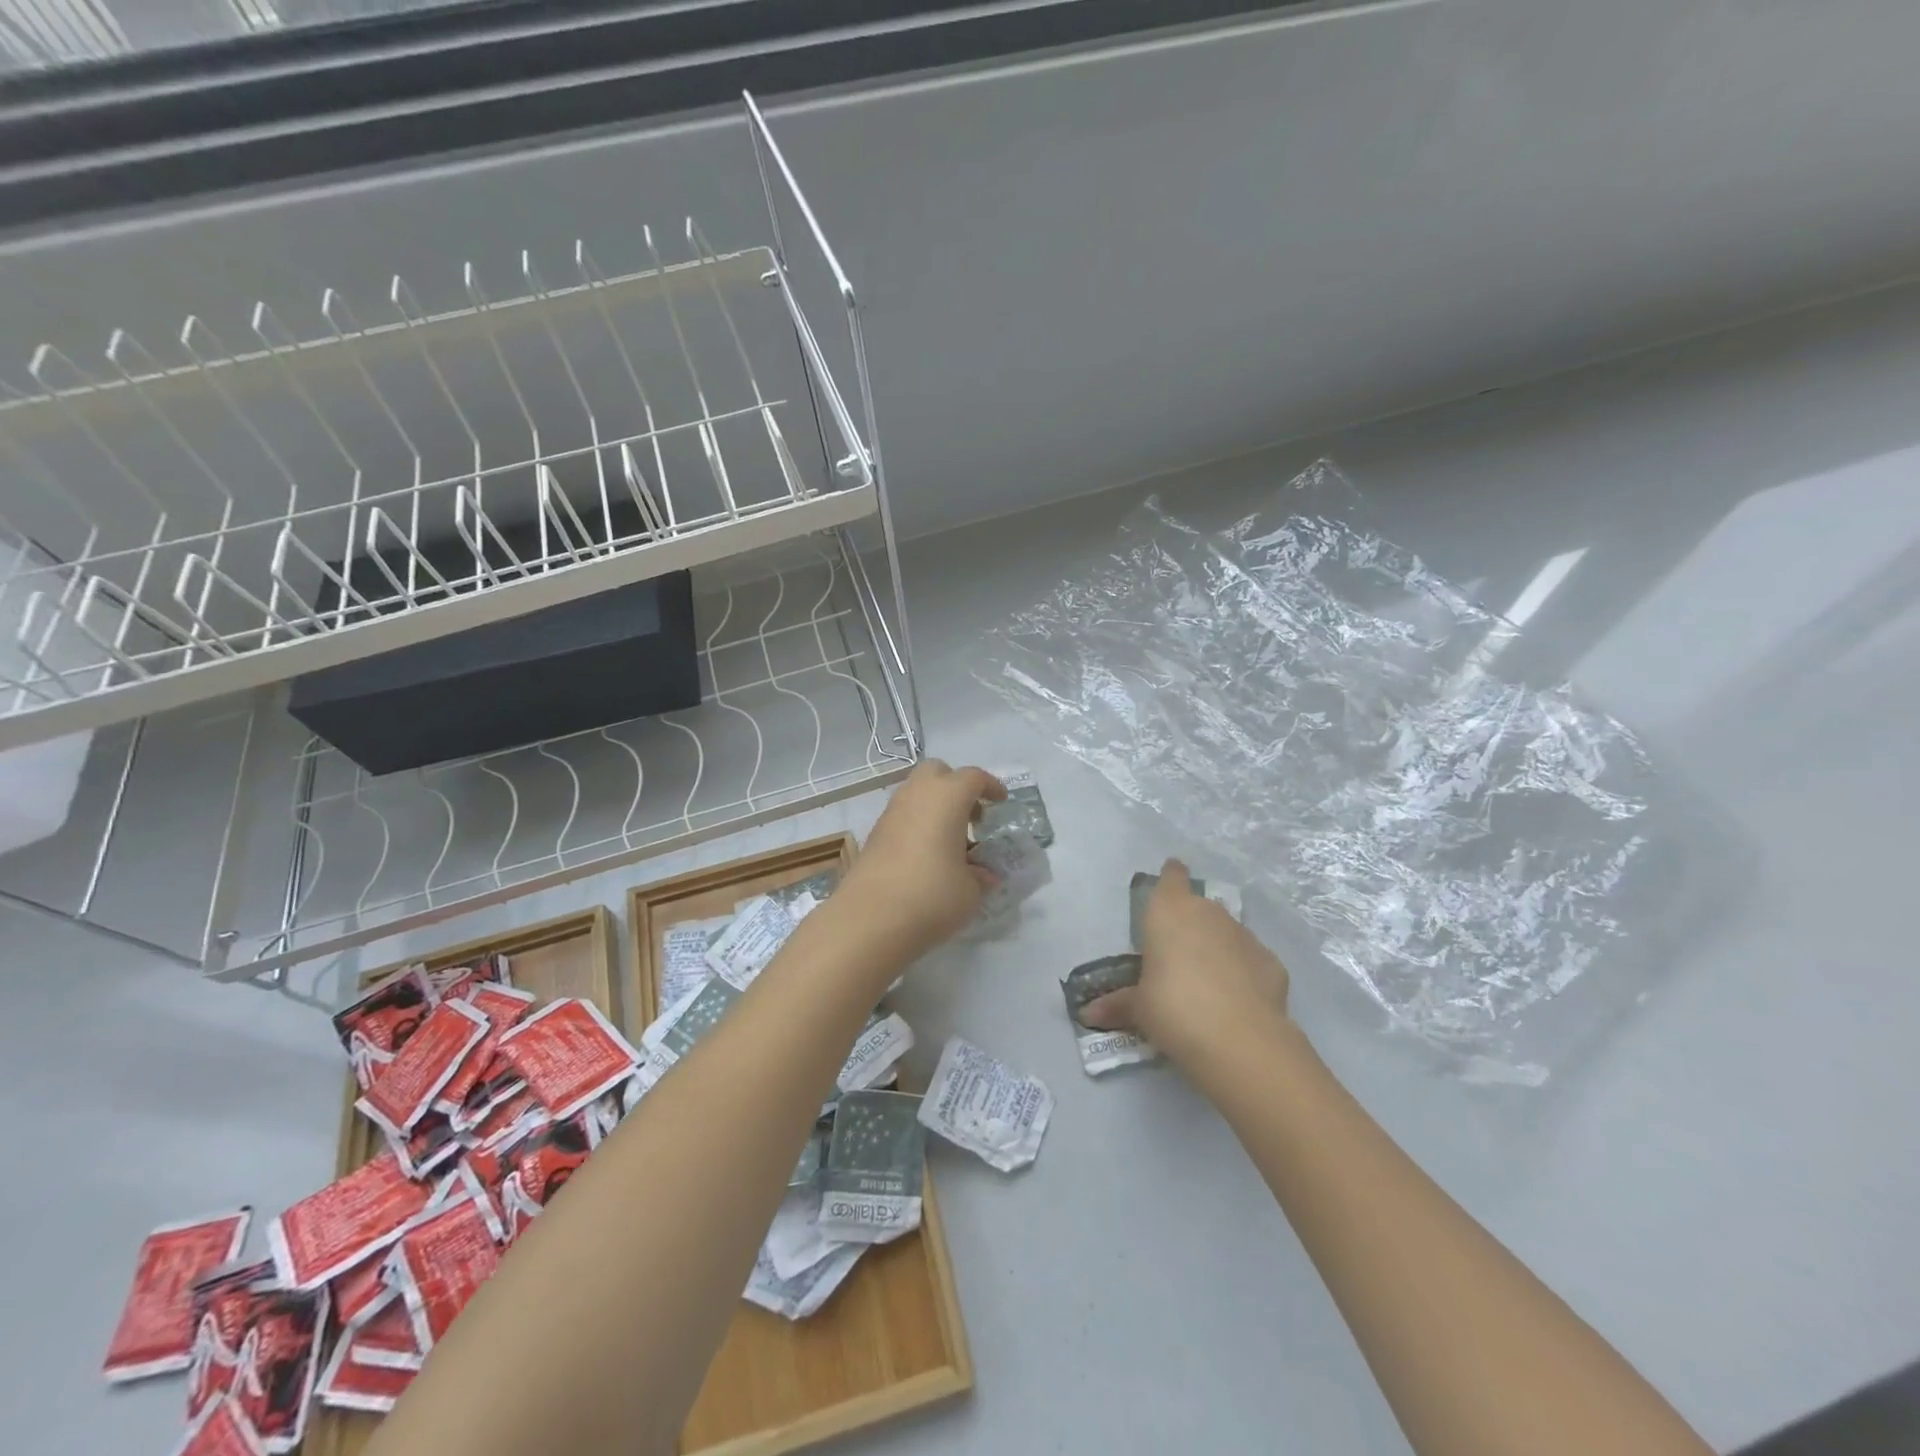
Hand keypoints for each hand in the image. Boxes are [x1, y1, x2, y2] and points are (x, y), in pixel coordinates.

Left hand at [841, 760, 1004, 958]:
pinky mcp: (874, 835)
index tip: (1001, 802)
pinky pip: (903, 816)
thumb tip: (983, 875)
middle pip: (937, 772)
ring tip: (951, 841)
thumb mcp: (970, 891)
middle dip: (956, 786)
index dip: (990, 786)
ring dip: (935, 807)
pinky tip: (928, 856)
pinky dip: (918, 824)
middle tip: (971, 815)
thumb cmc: (931, 895)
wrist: (869, 919)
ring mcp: (891, 813)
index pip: (973, 777)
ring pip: (916, 793)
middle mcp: (916, 795)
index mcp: (947, 797)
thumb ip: (979, 876)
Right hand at [1081, 858, 1289, 1063]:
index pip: (1171, 877)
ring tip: (1207, 982)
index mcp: (1168, 912)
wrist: (1241, 1040)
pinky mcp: (1271, 961)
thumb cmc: (1174, 1008)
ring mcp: (1244, 935)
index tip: (1171, 875)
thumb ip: (1117, 1005)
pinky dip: (1243, 973)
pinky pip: (1250, 960)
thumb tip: (1089, 1015)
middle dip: (1190, 925)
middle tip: (1177, 954)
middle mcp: (1208, 913)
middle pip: (1198, 907)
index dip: (1171, 876)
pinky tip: (1237, 1001)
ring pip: (1226, 932)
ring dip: (1217, 948)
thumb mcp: (1139, 1008)